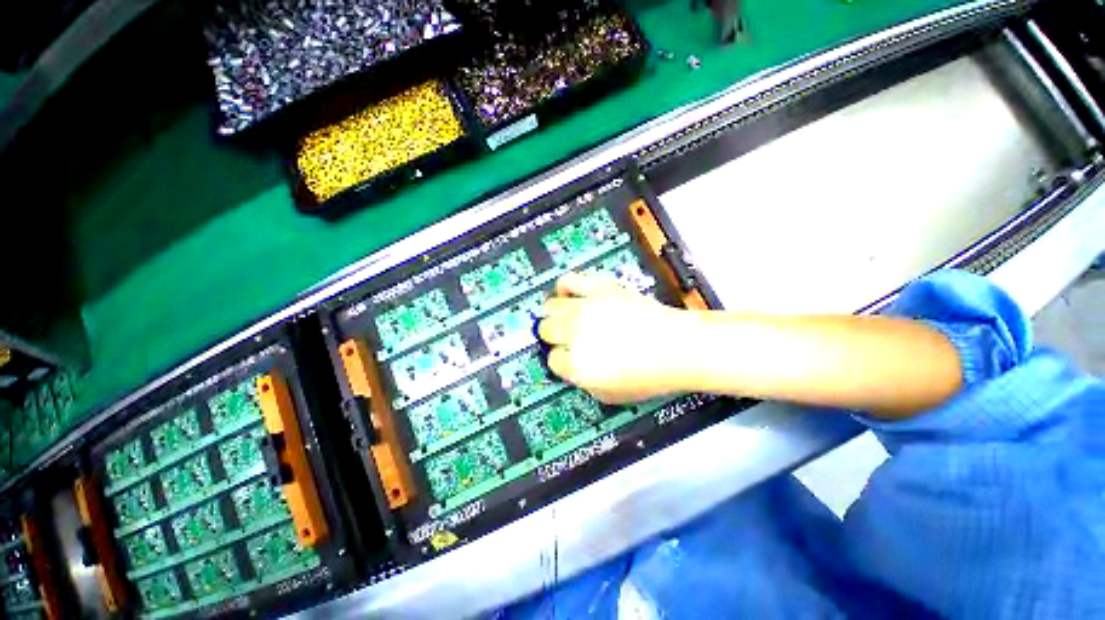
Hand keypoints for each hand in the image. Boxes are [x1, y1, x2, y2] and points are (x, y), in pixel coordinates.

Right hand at [537, 272, 689, 403]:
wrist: (679, 346)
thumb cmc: (652, 375)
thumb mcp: (611, 395)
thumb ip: (582, 382)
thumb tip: (569, 366)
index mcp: (578, 366)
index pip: (552, 360)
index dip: (561, 360)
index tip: (568, 358)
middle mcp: (577, 334)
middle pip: (546, 329)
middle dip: (553, 336)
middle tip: (565, 338)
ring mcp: (587, 309)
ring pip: (551, 306)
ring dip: (554, 314)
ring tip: (563, 316)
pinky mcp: (599, 289)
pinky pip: (569, 281)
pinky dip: (564, 286)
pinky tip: (568, 294)